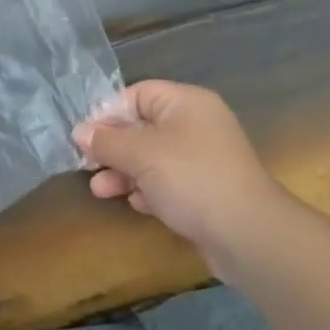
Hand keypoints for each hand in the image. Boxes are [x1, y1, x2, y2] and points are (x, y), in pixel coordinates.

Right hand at [73, 81, 288, 269]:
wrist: (249, 235)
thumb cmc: (191, 179)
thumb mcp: (141, 154)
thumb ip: (108, 141)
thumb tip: (80, 132)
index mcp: (186, 102)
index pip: (138, 94)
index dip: (109, 113)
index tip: (86, 137)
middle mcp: (196, 124)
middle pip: (143, 127)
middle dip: (114, 147)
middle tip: (88, 165)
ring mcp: (203, 159)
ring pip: (153, 157)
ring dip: (125, 172)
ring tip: (101, 190)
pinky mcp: (206, 191)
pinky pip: (168, 181)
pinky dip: (149, 190)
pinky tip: (136, 204)